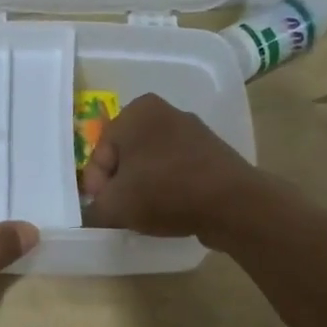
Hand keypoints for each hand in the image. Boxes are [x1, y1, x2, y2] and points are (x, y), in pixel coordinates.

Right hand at [80, 93, 261, 241]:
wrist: (233, 204)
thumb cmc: (164, 192)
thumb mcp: (114, 206)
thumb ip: (93, 209)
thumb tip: (94, 212)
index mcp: (136, 111)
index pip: (100, 153)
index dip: (96, 186)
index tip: (102, 210)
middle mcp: (164, 111)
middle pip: (126, 156)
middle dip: (120, 184)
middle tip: (121, 213)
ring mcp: (192, 130)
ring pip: (151, 163)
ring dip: (144, 187)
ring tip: (146, 214)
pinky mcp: (212, 152)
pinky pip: (177, 170)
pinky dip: (169, 188)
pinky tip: (171, 209)